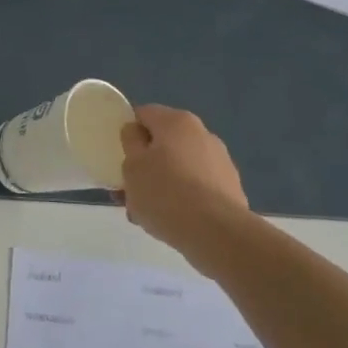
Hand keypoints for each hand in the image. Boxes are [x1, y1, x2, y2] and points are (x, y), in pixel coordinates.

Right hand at [118, 105, 249, 253]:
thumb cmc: (165, 193)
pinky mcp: (230, 189)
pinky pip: (195, 188)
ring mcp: (220, 162)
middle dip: (144, 163)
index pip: (143, 114)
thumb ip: (130, 142)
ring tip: (144, 212)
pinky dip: (181, 198)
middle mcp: (202, 134)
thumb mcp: (132, 165)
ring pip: (178, 167)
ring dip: (160, 183)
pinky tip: (169, 221)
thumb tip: (137, 132)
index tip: (118, 155)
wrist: (217, 234)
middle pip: (162, 143)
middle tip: (128, 189)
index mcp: (176, 122)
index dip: (127, 132)